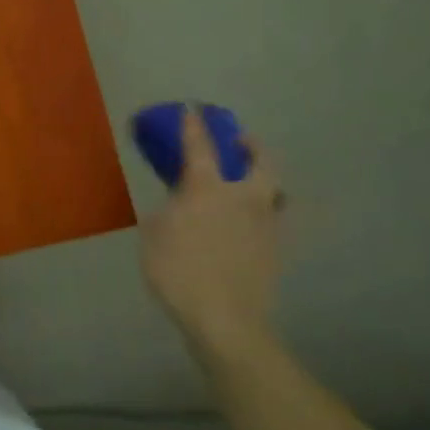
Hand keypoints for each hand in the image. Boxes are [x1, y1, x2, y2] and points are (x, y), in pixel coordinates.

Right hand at [138, 108, 283, 363]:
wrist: (225, 320)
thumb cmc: (179, 271)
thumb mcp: (155, 233)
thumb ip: (169, 209)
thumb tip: (180, 201)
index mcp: (208, 189)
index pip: (200, 147)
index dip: (194, 126)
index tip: (192, 110)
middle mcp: (243, 199)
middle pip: (261, 163)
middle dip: (252, 146)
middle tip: (240, 141)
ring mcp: (265, 226)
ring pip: (274, 192)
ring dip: (263, 179)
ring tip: (249, 182)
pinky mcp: (274, 252)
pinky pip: (271, 220)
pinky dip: (261, 212)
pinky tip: (246, 223)